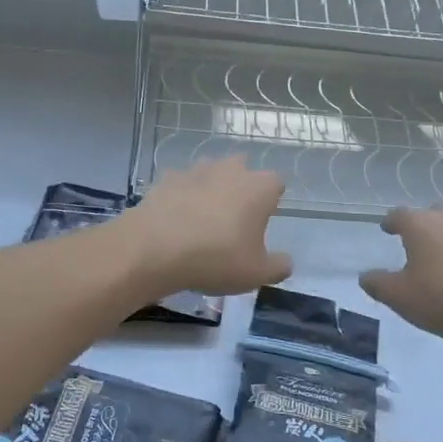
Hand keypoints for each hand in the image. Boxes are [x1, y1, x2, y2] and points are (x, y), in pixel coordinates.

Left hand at [119, 158, 291, 296]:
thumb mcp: (256, 274)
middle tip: (234, 216)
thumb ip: (278, 267)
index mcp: (259, 188)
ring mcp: (196, 170)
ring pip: (210, 171)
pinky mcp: (167, 178)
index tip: (264, 218)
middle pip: (242, 168)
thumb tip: (286, 262)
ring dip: (210, 186)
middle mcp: (230, 170)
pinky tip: (175, 217)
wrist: (156, 248)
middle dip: (241, 185)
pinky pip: (181, 182)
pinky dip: (181, 194)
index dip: (272, 198)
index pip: (276, 182)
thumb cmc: (217, 258)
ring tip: (203, 216)